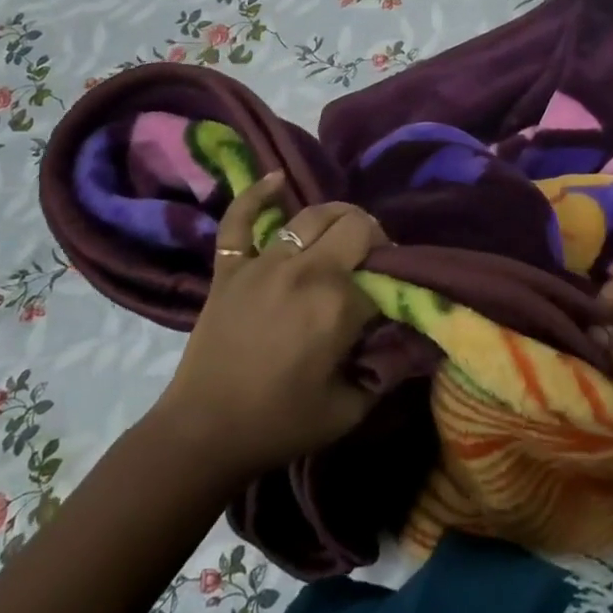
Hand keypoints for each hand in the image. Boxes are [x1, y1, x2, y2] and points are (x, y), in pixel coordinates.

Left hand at [151, 171, 387, 483]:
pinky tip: (277, 179)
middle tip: (372, 260)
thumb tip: (408, 341)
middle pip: (353, 225)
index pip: (383, 272)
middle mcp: (305, 271)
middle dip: (372, 236)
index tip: (394, 294)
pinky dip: (257, 195)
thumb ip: (386, 371)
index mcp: (338, 304)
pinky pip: (240, 220)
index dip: (394, 280)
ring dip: (336, 215)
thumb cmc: (281, 424)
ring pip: (309, 216)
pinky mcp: (230, 268)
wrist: (204, 434)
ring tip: (345, 228)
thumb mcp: (351, 409)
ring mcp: (263, 264)